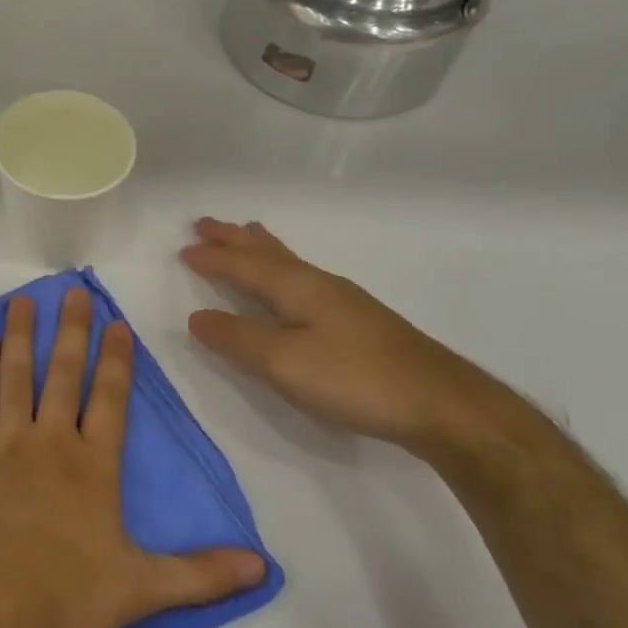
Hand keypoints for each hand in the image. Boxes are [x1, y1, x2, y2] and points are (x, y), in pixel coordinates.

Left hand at [0, 288, 266, 627]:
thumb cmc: (64, 594)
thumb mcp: (143, 590)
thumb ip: (201, 574)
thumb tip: (263, 566)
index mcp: (94, 465)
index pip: (111, 399)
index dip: (116, 359)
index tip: (116, 323)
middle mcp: (50, 441)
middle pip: (63, 374)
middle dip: (70, 331)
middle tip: (71, 292)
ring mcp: (4, 442)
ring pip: (16, 376)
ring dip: (20, 336)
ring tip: (23, 301)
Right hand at [181, 218, 523, 455]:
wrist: (442, 404)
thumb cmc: (356, 379)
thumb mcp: (284, 363)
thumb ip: (238, 339)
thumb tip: (196, 317)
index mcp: (298, 288)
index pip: (245, 266)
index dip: (214, 257)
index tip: (185, 247)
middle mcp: (320, 285)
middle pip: (268, 254)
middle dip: (235, 239)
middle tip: (207, 223)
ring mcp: (344, 302)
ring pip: (290, 263)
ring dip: (261, 248)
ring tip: (248, 233)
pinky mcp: (359, 323)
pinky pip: (304, 279)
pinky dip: (283, 268)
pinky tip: (293, 282)